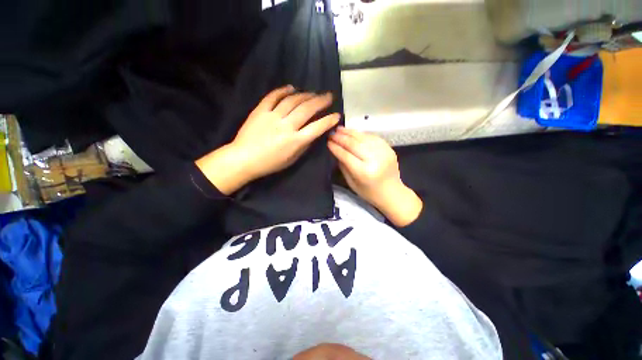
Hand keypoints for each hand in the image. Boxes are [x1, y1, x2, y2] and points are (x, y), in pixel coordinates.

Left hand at [197, 85, 339, 194]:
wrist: (244, 159)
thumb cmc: (270, 163)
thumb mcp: (291, 159)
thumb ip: (304, 146)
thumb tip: (313, 134)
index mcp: (295, 141)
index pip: (316, 128)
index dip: (328, 120)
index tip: (336, 115)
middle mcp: (286, 126)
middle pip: (307, 110)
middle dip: (320, 101)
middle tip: (329, 96)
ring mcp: (272, 117)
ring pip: (292, 101)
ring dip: (305, 95)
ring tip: (313, 92)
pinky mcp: (260, 111)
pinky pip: (273, 97)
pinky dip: (283, 90)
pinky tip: (291, 87)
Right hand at [328, 127, 421, 226]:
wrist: (392, 193)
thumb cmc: (369, 192)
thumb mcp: (351, 183)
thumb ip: (343, 166)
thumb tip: (336, 151)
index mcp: (364, 172)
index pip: (346, 155)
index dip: (336, 147)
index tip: (328, 142)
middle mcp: (374, 160)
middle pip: (354, 144)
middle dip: (341, 137)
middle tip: (332, 133)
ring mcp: (384, 152)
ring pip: (363, 138)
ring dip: (350, 132)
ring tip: (340, 129)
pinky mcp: (389, 149)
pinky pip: (373, 137)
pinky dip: (361, 134)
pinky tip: (353, 133)